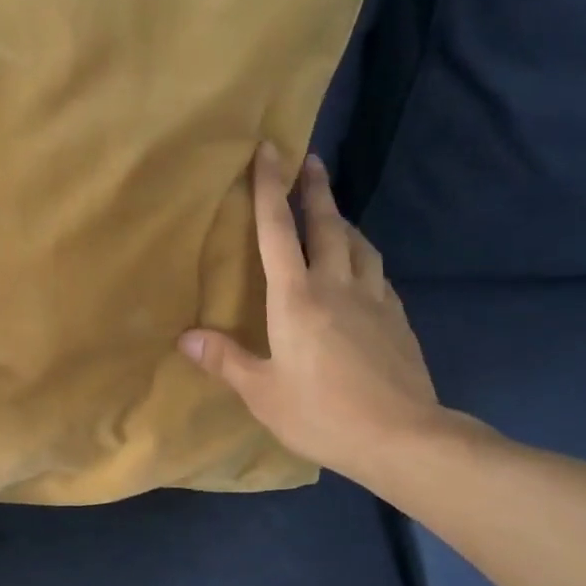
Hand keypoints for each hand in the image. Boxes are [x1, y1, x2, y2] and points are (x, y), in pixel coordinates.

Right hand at [181, 143, 454, 483]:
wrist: (400, 436)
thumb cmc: (321, 414)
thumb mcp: (263, 393)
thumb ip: (225, 360)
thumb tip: (185, 336)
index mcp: (297, 299)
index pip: (278, 232)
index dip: (269, 189)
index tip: (270, 149)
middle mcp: (337, 286)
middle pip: (327, 225)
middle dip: (315, 189)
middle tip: (310, 160)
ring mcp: (373, 300)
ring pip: (359, 245)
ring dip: (344, 221)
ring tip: (334, 214)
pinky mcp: (397, 319)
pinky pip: (377, 274)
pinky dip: (364, 259)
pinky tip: (362, 270)